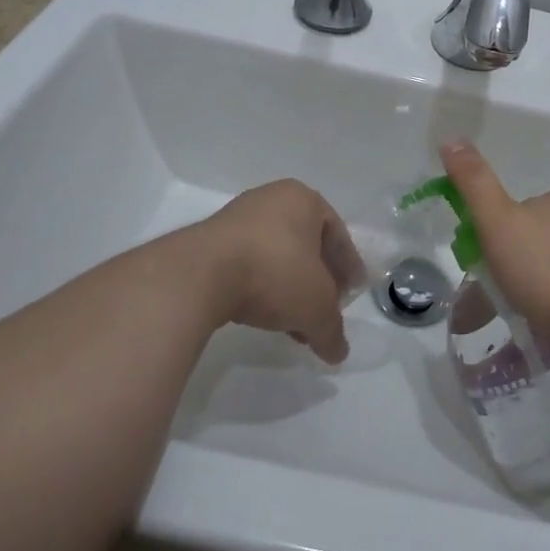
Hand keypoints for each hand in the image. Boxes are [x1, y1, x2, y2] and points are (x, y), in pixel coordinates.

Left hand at [197, 180, 363, 363]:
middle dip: (317, 280)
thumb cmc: (274, 273)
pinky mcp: (210, 239)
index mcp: (303, 199)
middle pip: (306, 244)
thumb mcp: (316, 308)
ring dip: (288, 288)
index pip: (337, 234)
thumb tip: (338, 352)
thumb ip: (332, 330)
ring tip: (292, 323)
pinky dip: (260, 287)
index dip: (347, 268)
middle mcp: (272, 198)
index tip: (350, 295)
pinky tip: (262, 316)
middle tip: (323, 310)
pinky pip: (247, 263)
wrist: (199, 275)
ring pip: (276, 255)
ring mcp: (237, 217)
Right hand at [441, 142, 549, 359]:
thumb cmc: (549, 273)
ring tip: (531, 325)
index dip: (495, 239)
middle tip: (505, 303)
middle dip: (521, 267)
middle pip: (540, 241)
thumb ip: (474, 183)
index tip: (485, 270)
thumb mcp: (498, 224)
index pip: (515, 213)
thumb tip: (450, 138)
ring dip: (546, 290)